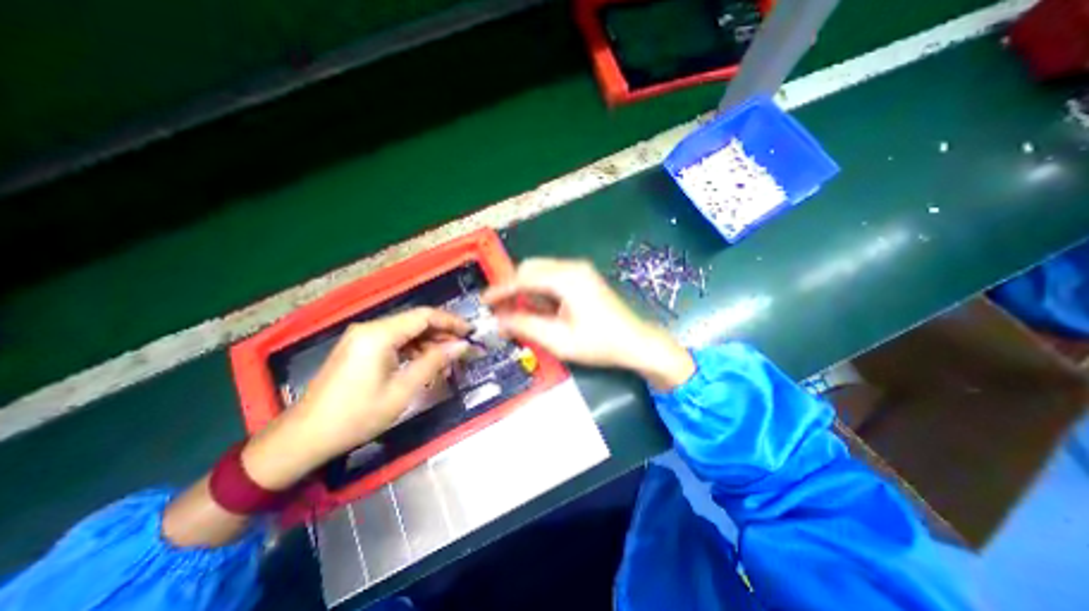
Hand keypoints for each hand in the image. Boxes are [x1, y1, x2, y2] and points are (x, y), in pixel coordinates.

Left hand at [240, 307, 467, 488]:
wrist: (304, 437)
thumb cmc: (356, 416)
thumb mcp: (402, 390)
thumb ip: (434, 362)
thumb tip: (462, 345)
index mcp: (378, 335)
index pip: (424, 316)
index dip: (451, 321)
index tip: (471, 331)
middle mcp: (369, 328)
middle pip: (415, 321)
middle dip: (442, 333)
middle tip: (463, 348)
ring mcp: (362, 337)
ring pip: (406, 331)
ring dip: (428, 342)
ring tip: (447, 360)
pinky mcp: (358, 348)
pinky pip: (393, 341)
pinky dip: (412, 349)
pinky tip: (424, 363)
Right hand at [484, 258, 691, 390]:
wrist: (636, 342)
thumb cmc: (600, 344)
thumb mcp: (559, 340)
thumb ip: (526, 326)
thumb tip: (499, 320)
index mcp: (566, 279)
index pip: (523, 278)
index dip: (501, 289)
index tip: (484, 301)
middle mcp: (572, 267)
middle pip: (530, 268)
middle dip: (512, 286)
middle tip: (501, 309)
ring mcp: (579, 270)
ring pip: (540, 271)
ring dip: (526, 288)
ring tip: (518, 312)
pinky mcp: (583, 277)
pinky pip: (552, 277)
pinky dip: (540, 290)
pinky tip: (540, 308)